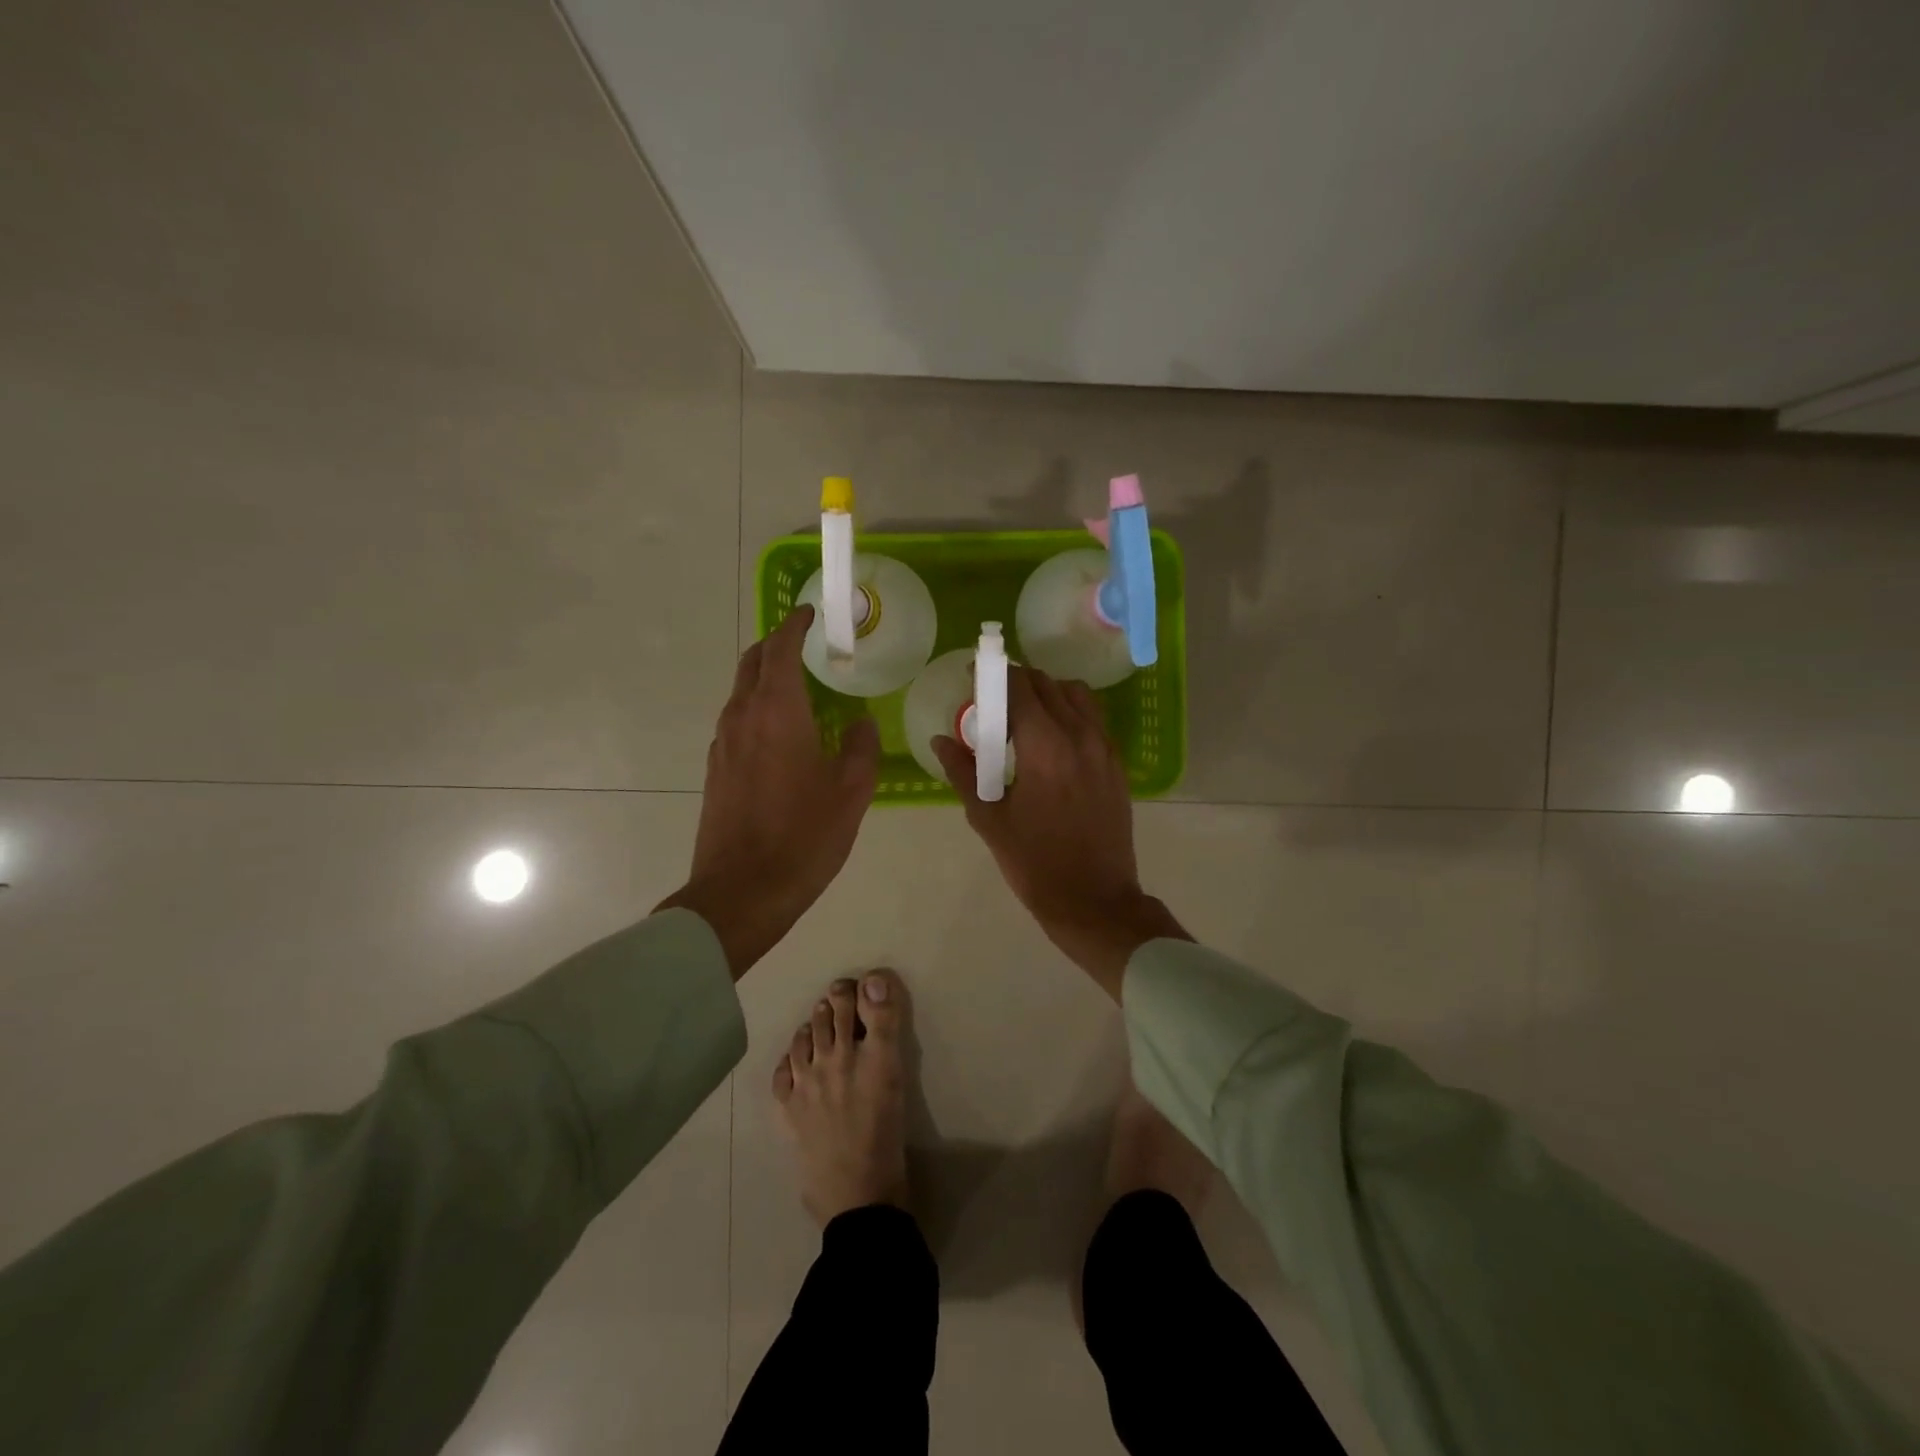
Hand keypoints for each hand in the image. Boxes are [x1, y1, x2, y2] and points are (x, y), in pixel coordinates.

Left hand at [660, 606, 879, 978]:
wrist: (741, 892)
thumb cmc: (804, 837)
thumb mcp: (852, 792)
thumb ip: (861, 748)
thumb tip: (860, 723)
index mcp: (777, 712)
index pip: (780, 649)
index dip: (794, 626)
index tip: (809, 613)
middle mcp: (742, 717)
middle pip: (752, 663)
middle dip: (775, 645)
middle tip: (804, 644)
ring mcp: (722, 744)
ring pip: (740, 692)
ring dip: (765, 678)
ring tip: (798, 688)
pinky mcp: (715, 770)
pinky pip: (736, 721)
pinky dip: (757, 708)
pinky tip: (781, 734)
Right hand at [934, 667, 1186, 999]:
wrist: (1094, 900)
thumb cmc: (1034, 863)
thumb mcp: (989, 819)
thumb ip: (963, 772)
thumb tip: (940, 740)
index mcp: (1045, 746)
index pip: (1019, 687)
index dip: (993, 675)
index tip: (974, 678)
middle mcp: (1080, 736)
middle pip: (1048, 684)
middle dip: (1017, 683)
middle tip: (993, 702)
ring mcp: (1104, 749)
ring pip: (1076, 695)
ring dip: (1048, 693)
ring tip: (1025, 718)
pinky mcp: (1117, 764)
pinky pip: (1094, 719)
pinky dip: (1071, 713)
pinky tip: (1053, 740)